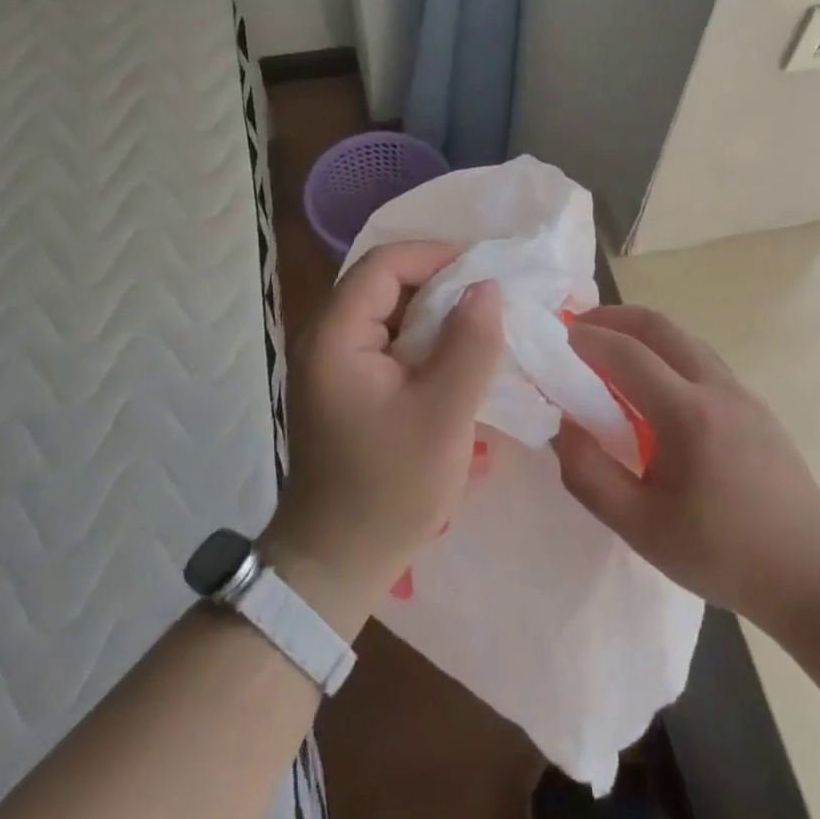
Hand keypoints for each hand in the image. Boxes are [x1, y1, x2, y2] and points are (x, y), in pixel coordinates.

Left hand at [263, 242, 503, 636]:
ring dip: (436, 314)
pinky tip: (460, 358)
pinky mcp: (347, 386)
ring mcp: (334, 364)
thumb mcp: (443, 415)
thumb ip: (470, 345)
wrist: (336, 562)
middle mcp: (326, 338)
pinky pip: (389, 344)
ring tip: (485, 325)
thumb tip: (488, 287)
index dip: (436, 256)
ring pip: (390, 314)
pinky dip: (425, 342)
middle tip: (493, 298)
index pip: (384, 264)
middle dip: (441, 284)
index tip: (486, 271)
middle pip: (385, 284)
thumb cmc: (389, 489)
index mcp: (336, 336)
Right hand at [552, 304, 819, 624]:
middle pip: (659, 326)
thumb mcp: (641, 529)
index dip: (586, 339)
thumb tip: (562, 426)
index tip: (554, 337)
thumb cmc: (723, 554)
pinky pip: (701, 359)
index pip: (626, 354)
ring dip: (642, 332)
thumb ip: (590, 475)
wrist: (814, 571)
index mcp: (688, 414)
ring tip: (610, 351)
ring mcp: (742, 392)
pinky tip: (654, 386)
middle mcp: (717, 387)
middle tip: (578, 329)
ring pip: (684, 338)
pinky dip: (666, 352)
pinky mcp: (755, 404)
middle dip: (613, 317)